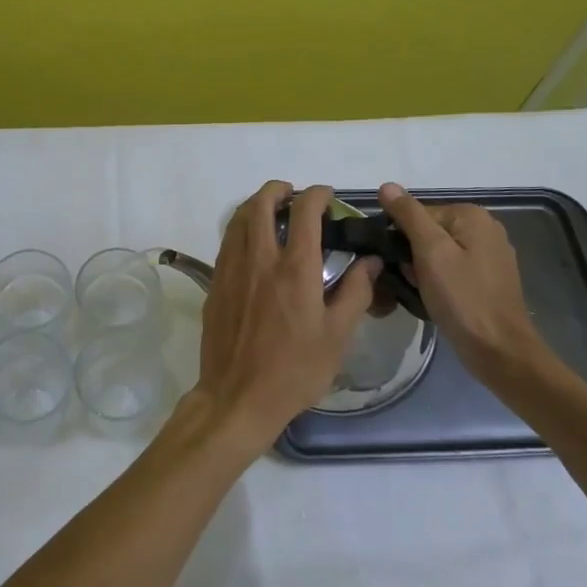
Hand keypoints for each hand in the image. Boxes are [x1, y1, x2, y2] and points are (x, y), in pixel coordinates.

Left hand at [192, 181, 380, 453]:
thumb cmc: (295, 370)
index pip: (305, 212)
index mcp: (295, 269)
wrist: (238, 396)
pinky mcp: (216, 282)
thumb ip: (356, 292)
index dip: (317, 195)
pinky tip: (252, 242)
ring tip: (272, 210)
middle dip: (278, 189)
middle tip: (293, 194)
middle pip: (262, 204)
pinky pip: (227, 240)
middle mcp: (260, 258)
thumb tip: (370, 260)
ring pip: (239, 218)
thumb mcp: (337, 336)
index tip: (328, 196)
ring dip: (256, 204)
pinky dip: (241, 227)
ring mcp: (232, 268)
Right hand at [377, 183, 554, 382]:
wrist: (499, 350)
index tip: (400, 264)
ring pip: (439, 252)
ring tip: (422, 292)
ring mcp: (490, 254)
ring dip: (423, 270)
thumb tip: (387, 186)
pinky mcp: (490, 278)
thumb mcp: (430, 252)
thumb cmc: (462, 298)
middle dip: (413, 255)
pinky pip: (452, 268)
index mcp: (472, 215)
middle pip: (429, 231)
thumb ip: (408, 215)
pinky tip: (437, 299)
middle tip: (412, 281)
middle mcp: (485, 228)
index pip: (418, 214)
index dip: (401, 238)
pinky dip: (439, 280)